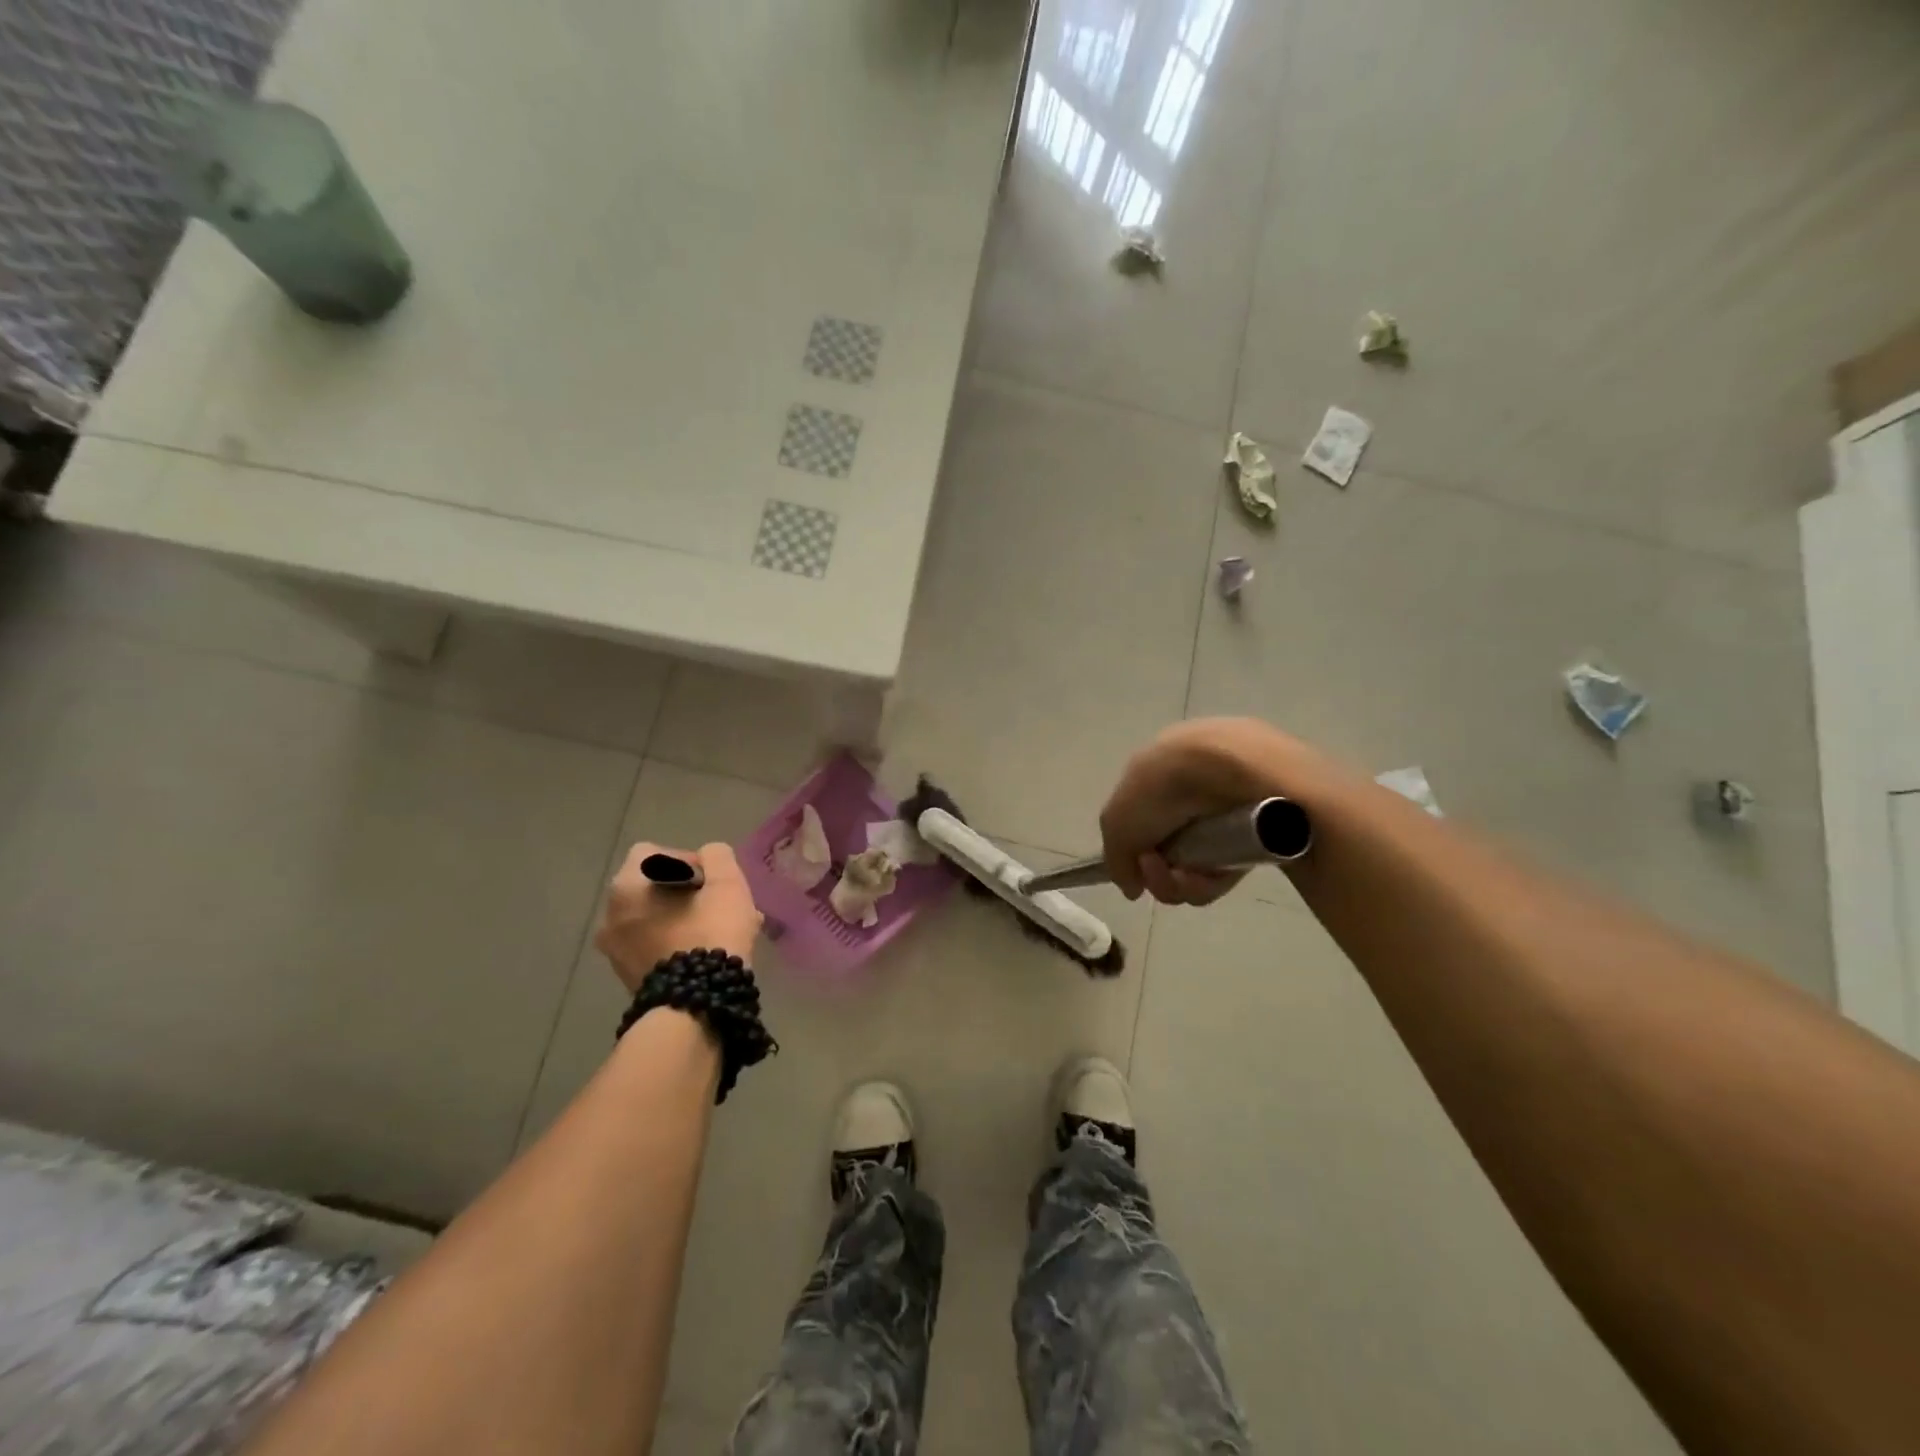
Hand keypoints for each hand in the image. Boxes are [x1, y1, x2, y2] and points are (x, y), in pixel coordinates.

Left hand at [595, 842, 762, 991]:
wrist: (695, 1006)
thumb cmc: (709, 934)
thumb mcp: (726, 884)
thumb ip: (718, 857)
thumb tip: (709, 856)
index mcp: (627, 887)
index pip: (653, 853)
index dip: (687, 859)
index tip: (711, 881)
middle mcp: (610, 916)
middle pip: (653, 888)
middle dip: (688, 893)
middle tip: (720, 907)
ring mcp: (614, 950)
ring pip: (655, 919)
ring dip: (684, 919)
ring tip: (720, 933)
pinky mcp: (627, 977)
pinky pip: (653, 946)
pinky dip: (675, 943)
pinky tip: (706, 956)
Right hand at [1099, 718, 1308, 904]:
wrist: (1222, 771)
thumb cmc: (1159, 788)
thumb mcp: (1116, 820)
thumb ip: (1115, 857)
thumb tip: (1132, 888)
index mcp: (1158, 776)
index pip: (1143, 825)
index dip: (1136, 851)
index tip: (1136, 865)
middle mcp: (1191, 793)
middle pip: (1168, 853)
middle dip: (1157, 874)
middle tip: (1156, 869)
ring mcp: (1224, 814)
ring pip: (1195, 868)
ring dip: (1178, 883)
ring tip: (1181, 875)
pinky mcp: (1257, 836)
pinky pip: (1225, 871)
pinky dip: (1208, 881)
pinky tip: (1205, 875)